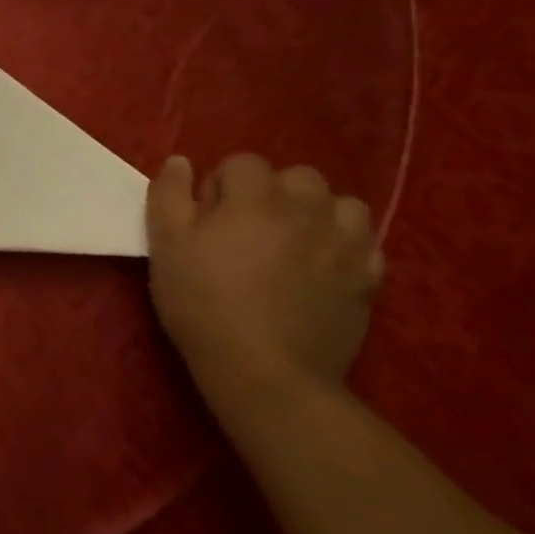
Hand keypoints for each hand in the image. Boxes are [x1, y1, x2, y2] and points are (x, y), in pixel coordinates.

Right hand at [146, 154, 384, 421]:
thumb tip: (181, 162)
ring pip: (341, 204)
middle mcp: (307, 210)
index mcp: (255, 198)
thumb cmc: (202, 301)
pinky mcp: (369, 279)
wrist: (266, 371)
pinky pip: (366, 242)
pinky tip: (322, 266)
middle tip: (246, 230)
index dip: (219, 186)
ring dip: (316, 213)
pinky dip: (346, 244)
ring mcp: (345, 245)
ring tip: (292, 242)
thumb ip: (169, 194)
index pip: (242, 162)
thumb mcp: (165, 244)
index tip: (205, 220)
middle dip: (272, 193)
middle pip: (298, 176)